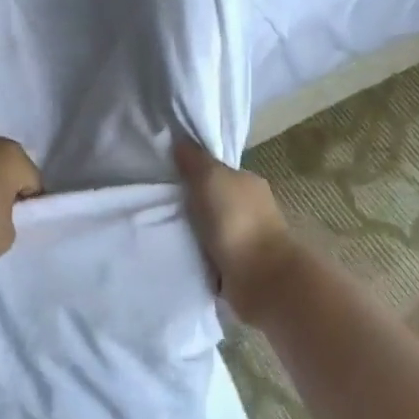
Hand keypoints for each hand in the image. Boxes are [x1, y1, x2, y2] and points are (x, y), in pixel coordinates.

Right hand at [173, 139, 297, 323]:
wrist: (261, 279)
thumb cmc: (236, 220)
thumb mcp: (210, 178)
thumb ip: (195, 160)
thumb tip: (180, 140)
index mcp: (247, 182)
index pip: (216, 169)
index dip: (193, 170)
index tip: (166, 175)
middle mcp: (250, 206)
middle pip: (213, 198)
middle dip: (191, 202)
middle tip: (157, 204)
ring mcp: (247, 237)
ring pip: (211, 226)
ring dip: (194, 230)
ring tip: (163, 230)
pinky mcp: (239, 265)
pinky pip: (211, 252)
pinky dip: (199, 252)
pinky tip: (179, 252)